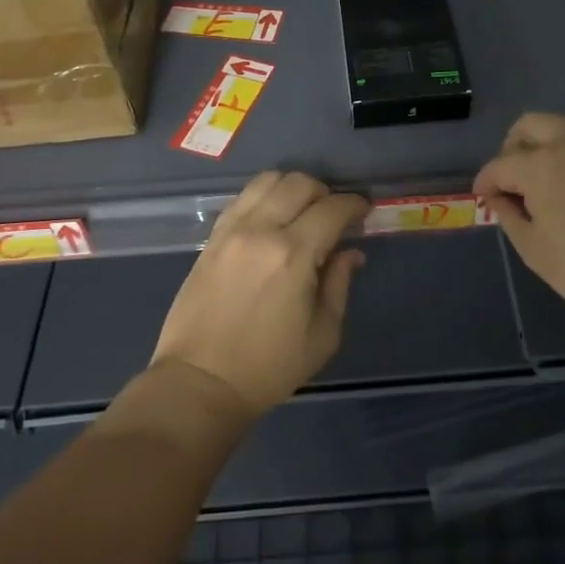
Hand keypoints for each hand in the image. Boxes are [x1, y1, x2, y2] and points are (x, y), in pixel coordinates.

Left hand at [151, 171, 368, 417]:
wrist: (200, 382)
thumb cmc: (268, 367)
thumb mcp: (322, 335)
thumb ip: (339, 284)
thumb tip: (351, 252)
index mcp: (293, 254)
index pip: (332, 209)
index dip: (355, 204)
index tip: (365, 211)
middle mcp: (261, 230)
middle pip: (300, 183)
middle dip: (325, 192)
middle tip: (334, 215)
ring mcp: (232, 230)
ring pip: (268, 181)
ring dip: (293, 188)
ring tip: (302, 211)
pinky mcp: (212, 238)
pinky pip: (243, 198)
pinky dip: (264, 197)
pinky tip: (272, 219)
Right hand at [473, 113, 564, 337]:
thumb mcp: (536, 252)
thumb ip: (509, 216)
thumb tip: (499, 197)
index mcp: (541, 164)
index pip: (500, 164)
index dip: (486, 181)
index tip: (483, 197)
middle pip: (529, 126)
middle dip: (512, 149)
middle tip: (513, 181)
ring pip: (562, 128)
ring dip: (545, 148)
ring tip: (547, 186)